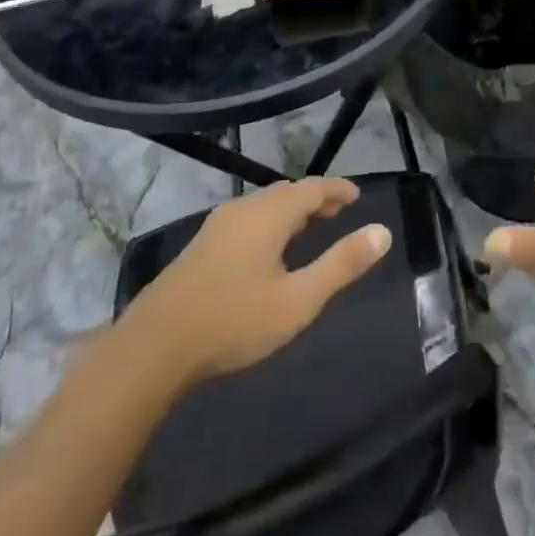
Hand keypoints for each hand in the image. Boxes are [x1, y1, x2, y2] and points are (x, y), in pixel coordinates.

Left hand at [128, 178, 391, 386]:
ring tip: (306, 231)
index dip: (337, 189)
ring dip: (289, 212)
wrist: (152, 347)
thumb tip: (382, 232)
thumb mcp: (298, 300)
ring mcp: (216, 226)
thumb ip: (341, 265)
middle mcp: (244, 209)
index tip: (356, 196)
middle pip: (286, 192)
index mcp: (270, 214)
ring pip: (262, 206)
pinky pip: (246, 220)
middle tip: (336, 214)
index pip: (313, 188)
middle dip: (314, 199)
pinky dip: (268, 223)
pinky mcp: (199, 247)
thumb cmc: (233, 321)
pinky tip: (265, 252)